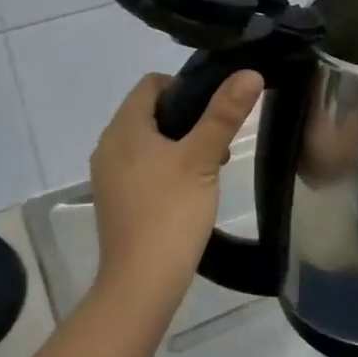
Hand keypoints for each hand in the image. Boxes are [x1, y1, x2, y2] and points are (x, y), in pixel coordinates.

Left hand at [89, 70, 261, 319]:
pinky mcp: (118, 199)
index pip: (152, 84)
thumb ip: (224, 114)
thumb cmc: (171, 213)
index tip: (216, 108)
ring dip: (181, 143)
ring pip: (150, 141)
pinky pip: (144, 166)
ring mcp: (110, 176)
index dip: (186, 85)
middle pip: (151, 111)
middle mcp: (109, 146)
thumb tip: (249, 73)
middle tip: (220, 137)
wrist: (141, 284)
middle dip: (188, 117)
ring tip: (212, 164)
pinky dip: (168, 166)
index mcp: (123, 129)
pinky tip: (192, 188)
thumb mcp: (203, 159)